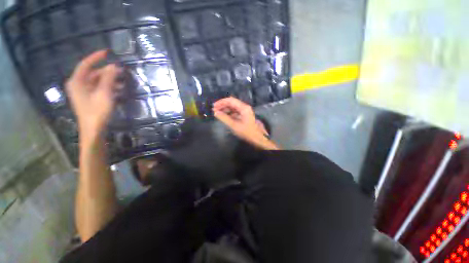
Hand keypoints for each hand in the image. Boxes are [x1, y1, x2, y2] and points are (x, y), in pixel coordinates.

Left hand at [66, 50, 120, 140]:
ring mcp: (83, 92)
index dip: (96, 57)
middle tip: (121, 71)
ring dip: (110, 80)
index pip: (86, 64)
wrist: (93, 130)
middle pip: (93, 73)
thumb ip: (108, 78)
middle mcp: (78, 85)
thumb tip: (114, 66)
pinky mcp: (88, 99)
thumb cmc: (97, 111)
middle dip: (107, 71)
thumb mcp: (104, 93)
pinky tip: (119, 90)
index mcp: (77, 81)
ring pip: (97, 81)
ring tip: (123, 81)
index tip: (108, 52)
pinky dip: (108, 87)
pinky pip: (98, 88)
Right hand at [213, 97, 278, 149]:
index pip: (230, 100)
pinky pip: (235, 111)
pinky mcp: (244, 115)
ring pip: (233, 107)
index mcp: (243, 108)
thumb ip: (224, 118)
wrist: (257, 138)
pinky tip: (224, 116)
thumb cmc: (247, 132)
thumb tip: (215, 112)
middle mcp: (244, 107)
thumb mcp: (234, 126)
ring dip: (225, 109)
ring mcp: (244, 111)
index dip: (221, 102)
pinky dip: (229, 113)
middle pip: (231, 103)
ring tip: (217, 113)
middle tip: (214, 110)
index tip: (214, 106)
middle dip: (222, 105)